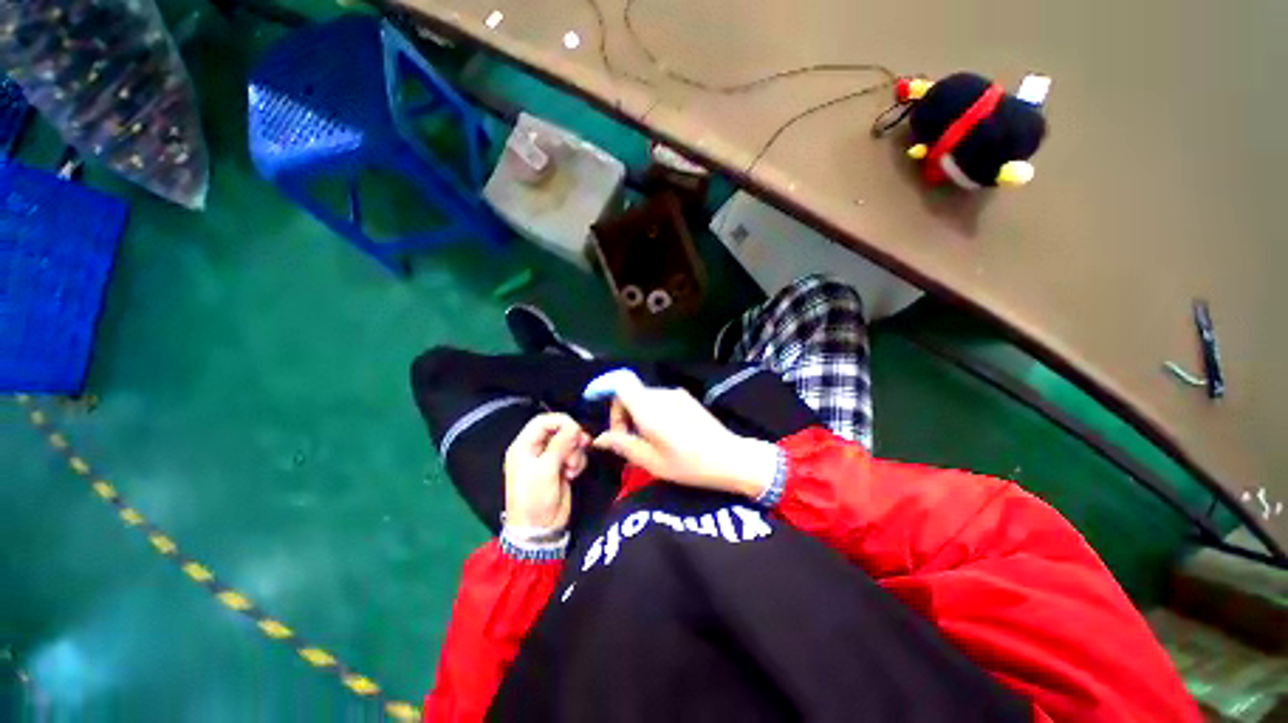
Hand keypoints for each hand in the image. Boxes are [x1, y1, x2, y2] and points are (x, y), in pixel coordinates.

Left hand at [503, 413, 588, 530]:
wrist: (540, 530)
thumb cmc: (535, 499)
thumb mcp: (545, 470)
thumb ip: (560, 444)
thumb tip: (575, 426)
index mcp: (524, 446)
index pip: (543, 421)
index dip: (561, 421)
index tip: (576, 429)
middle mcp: (536, 449)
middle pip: (559, 430)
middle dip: (571, 438)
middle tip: (582, 445)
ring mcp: (550, 459)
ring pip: (569, 442)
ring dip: (575, 452)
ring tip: (572, 468)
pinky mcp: (561, 468)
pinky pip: (575, 454)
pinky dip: (578, 461)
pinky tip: (573, 474)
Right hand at [592, 386, 778, 498]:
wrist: (730, 457)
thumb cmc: (688, 464)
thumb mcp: (651, 461)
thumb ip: (623, 445)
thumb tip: (600, 438)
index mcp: (649, 408)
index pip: (620, 383)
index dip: (605, 389)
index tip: (598, 406)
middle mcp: (661, 394)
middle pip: (630, 392)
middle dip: (621, 414)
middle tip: (626, 441)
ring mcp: (676, 394)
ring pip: (644, 397)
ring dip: (637, 415)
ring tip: (645, 441)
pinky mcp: (686, 399)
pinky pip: (659, 400)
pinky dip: (651, 413)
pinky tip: (662, 434)